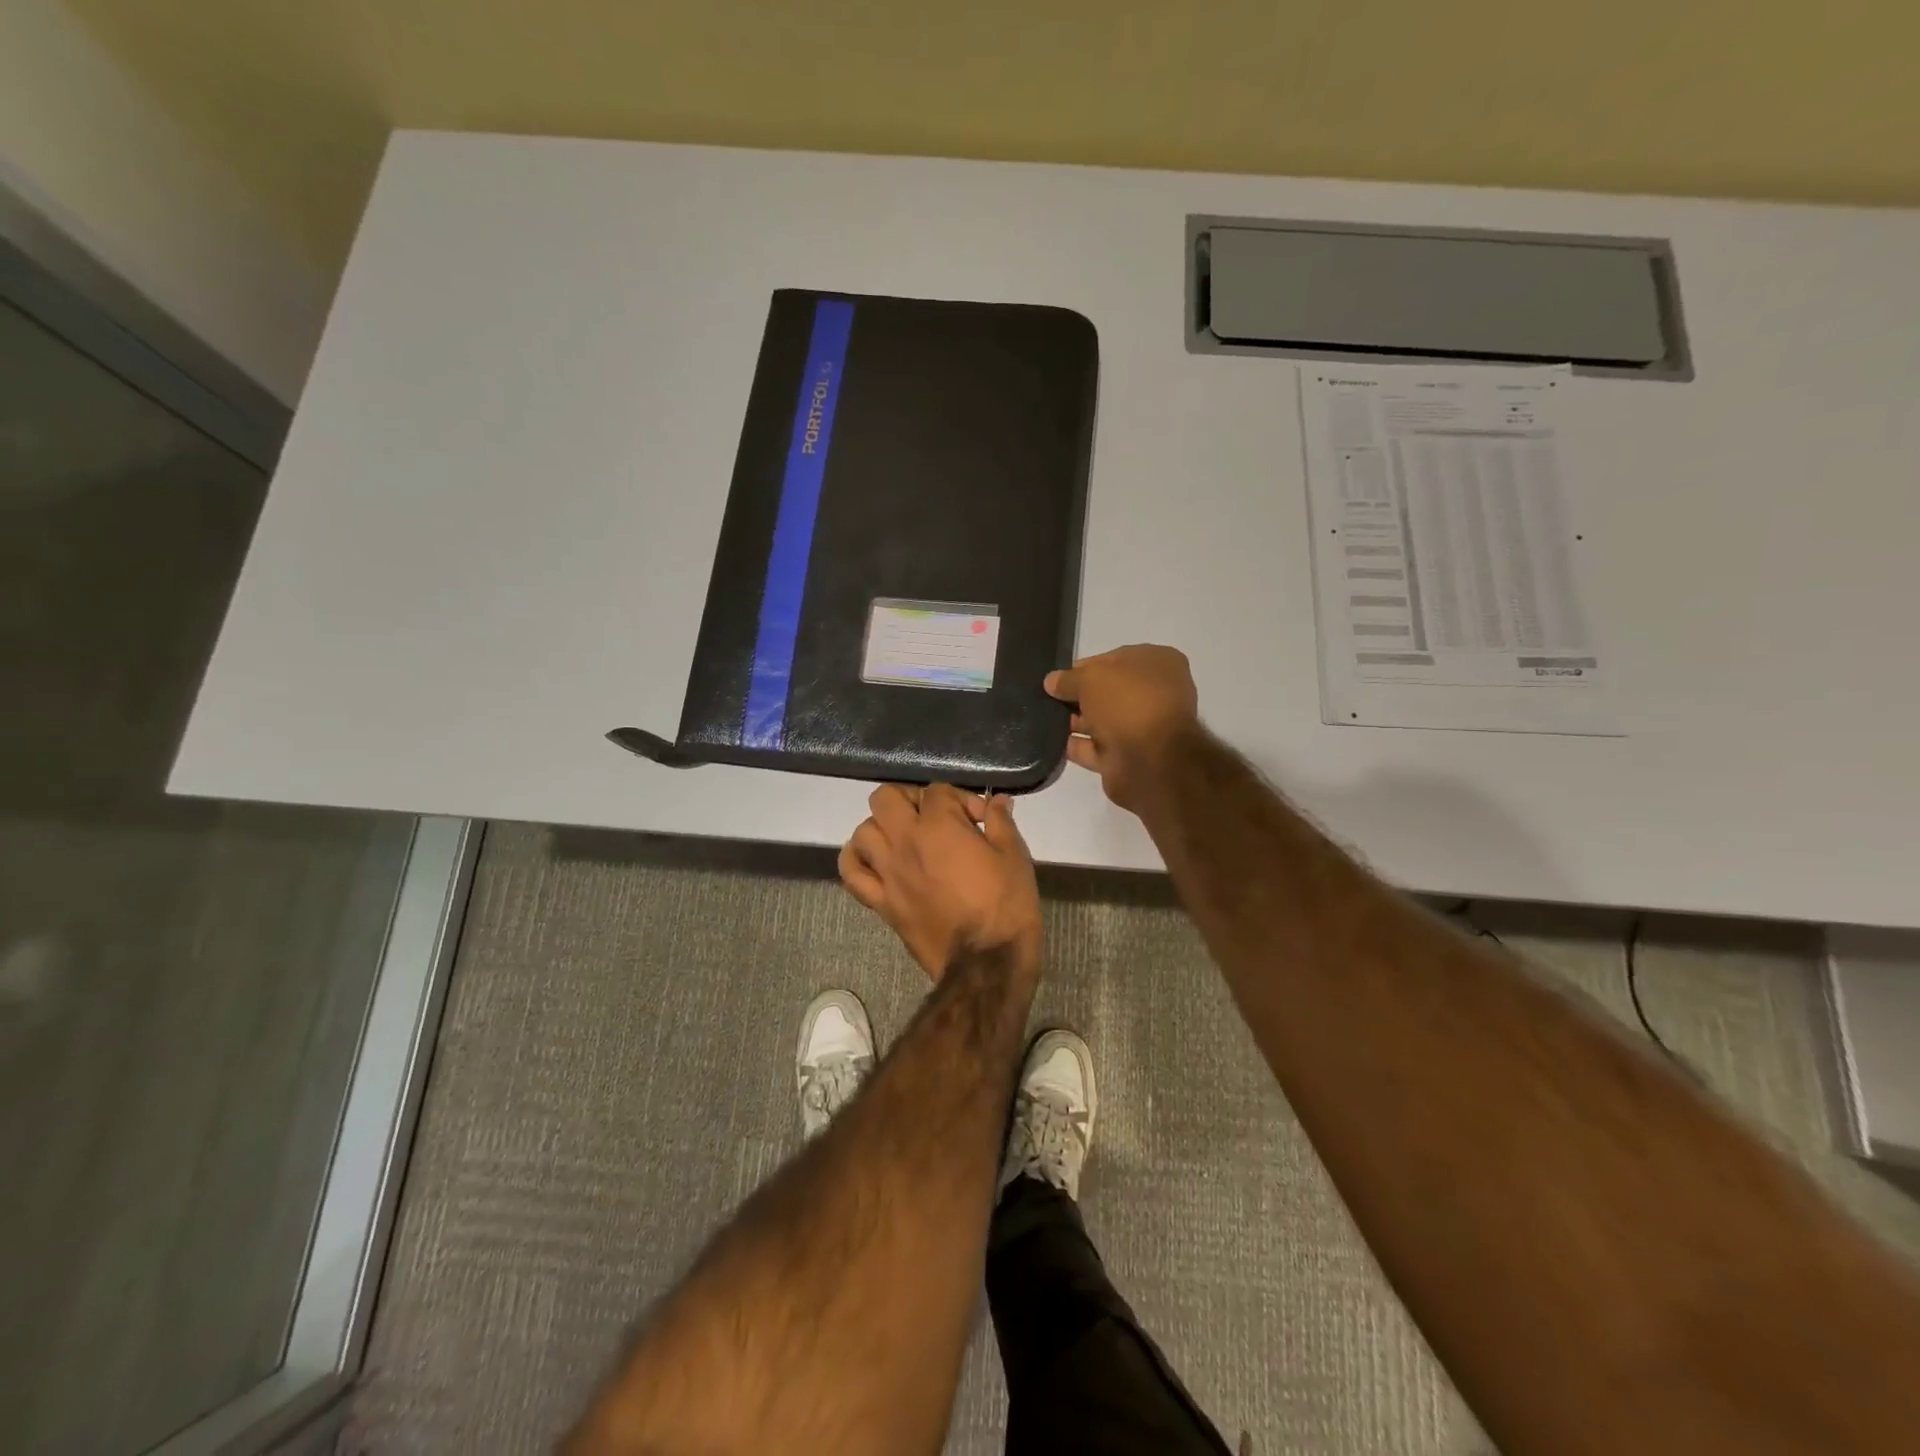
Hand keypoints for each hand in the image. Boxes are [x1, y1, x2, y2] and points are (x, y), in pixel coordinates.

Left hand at [839, 784, 1041, 980]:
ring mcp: (887, 872)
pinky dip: (856, 860)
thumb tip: (997, 801)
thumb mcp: (1014, 856)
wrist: (985, 962)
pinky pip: (852, 873)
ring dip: (882, 827)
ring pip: (864, 831)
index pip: (937, 791)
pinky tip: (873, 860)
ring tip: (905, 839)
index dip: (961, 799)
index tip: (980, 820)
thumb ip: (1001, 822)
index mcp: (939, 826)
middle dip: (910, 799)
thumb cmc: (1006, 905)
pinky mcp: (880, 901)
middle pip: (886, 797)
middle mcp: (905, 842)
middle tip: (933, 817)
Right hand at [1045, 645, 1199, 813]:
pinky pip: (1096, 748)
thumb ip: (1069, 678)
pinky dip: (1076, 746)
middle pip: (1107, 692)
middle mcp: (1154, 694)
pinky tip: (1051, 743)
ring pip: (1101, 721)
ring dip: (1075, 721)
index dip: (1083, 668)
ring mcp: (1143, 728)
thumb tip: (1051, 681)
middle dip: (1077, 696)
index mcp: (1158, 663)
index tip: (1057, 678)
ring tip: (1043, 720)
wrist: (1151, 762)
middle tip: (1046, 699)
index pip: (1112, 659)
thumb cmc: (1129, 704)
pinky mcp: (1129, 757)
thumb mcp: (1092, 678)